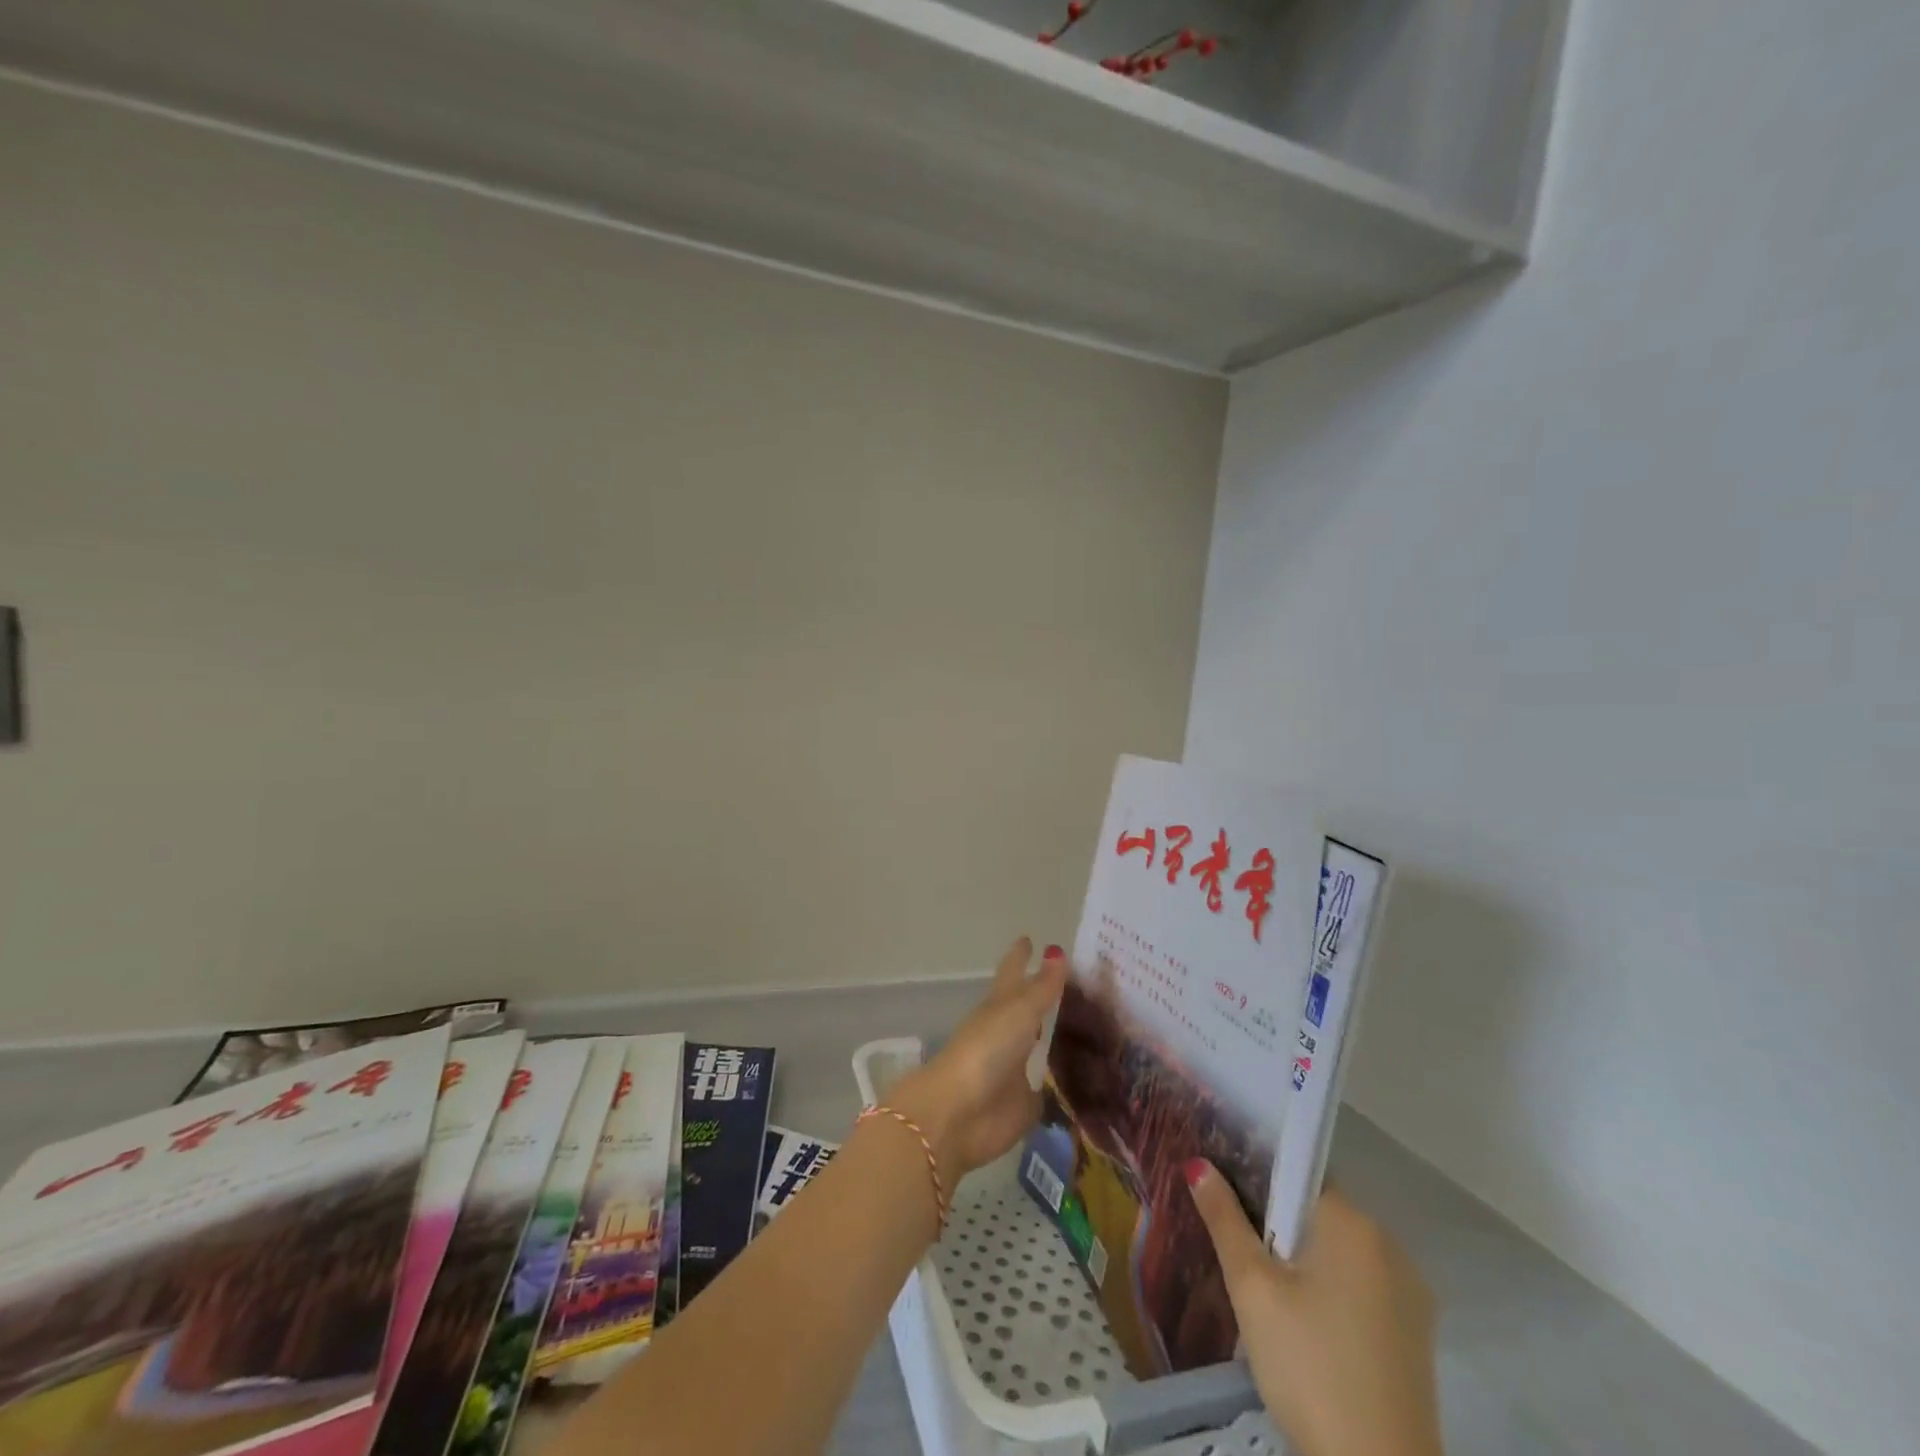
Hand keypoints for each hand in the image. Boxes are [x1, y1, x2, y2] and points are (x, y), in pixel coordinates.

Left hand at [889, 938, 1068, 1185]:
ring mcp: (1015, 1068)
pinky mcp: (1025, 1103)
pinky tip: (1086, 1079)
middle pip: (1028, 1008)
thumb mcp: (1019, 1012)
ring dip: (1057, 1038)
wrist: (960, 1114)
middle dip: (1045, 997)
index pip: (1013, 972)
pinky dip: (1064, 1083)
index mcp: (999, 1005)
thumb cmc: (986, 1050)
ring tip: (1089, 1028)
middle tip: (1079, 985)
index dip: (1020, 956)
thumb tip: (1057, 951)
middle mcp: (1007, 1033)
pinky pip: (1050, 1089)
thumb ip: (1043, 988)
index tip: (1029, 938)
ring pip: (1040, 1046)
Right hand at [1186, 1164, 1443, 1455]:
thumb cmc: (1309, 1367)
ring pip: (1341, 1252)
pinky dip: (1332, 1289)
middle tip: (1238, 1247)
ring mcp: (1410, 1293)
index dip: (1259, 1178)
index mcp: (1353, 1223)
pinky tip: (1305, 1322)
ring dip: (1305, 1258)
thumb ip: (1225, 1219)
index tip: (1228, 1195)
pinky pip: (1363, 1286)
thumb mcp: (1252, 1289)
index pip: (1299, 1173)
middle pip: (1319, 1211)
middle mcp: (1390, 1245)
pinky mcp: (1416, 1336)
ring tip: (1265, 1286)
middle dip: (1278, 1222)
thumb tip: (1198, 1164)